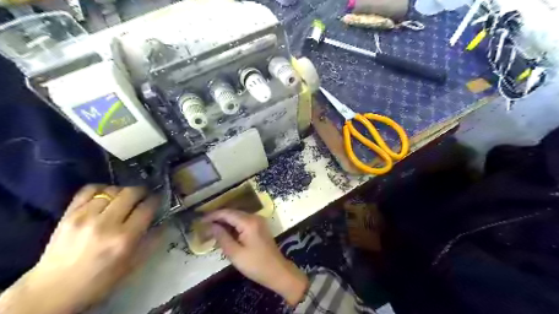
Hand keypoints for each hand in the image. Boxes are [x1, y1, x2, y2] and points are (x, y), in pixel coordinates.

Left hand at [0, 185, 158, 311]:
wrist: (54, 290)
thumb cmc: (100, 280)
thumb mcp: (133, 265)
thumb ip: (152, 241)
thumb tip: (164, 221)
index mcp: (125, 238)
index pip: (147, 207)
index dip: (156, 200)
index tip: (158, 200)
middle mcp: (106, 223)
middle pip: (131, 193)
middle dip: (142, 191)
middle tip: (144, 197)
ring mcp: (85, 216)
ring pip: (112, 190)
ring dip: (123, 192)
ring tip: (124, 199)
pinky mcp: (68, 214)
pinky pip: (89, 189)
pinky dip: (101, 188)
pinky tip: (105, 196)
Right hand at [202, 210, 306, 304]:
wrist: (277, 271)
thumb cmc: (255, 265)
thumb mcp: (235, 253)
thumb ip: (222, 237)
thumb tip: (211, 225)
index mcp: (249, 222)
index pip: (227, 213)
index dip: (213, 215)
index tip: (200, 220)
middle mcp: (255, 217)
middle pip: (233, 213)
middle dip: (218, 218)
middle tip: (204, 226)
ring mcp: (259, 221)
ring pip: (238, 217)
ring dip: (225, 222)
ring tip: (211, 230)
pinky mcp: (260, 226)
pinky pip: (244, 222)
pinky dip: (233, 226)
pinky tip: (225, 233)